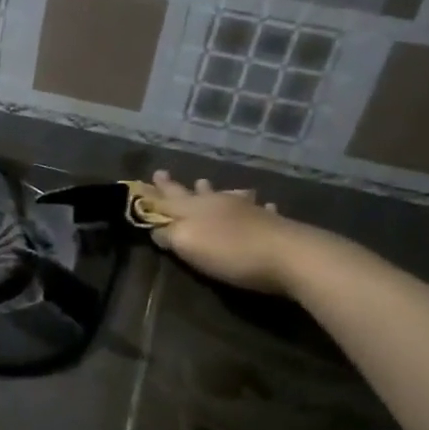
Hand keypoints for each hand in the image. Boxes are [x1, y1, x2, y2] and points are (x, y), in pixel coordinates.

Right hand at [145, 171, 316, 294]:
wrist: (288, 255)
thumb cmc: (231, 252)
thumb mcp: (188, 245)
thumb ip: (168, 235)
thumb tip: (154, 227)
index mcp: (194, 210)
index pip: (166, 200)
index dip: (152, 194)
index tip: (140, 182)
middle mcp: (217, 203)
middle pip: (191, 194)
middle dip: (174, 187)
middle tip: (162, 173)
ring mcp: (246, 210)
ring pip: (224, 195)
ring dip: (213, 189)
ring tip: (204, 182)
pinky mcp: (270, 222)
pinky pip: (258, 208)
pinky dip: (254, 205)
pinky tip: (262, 204)